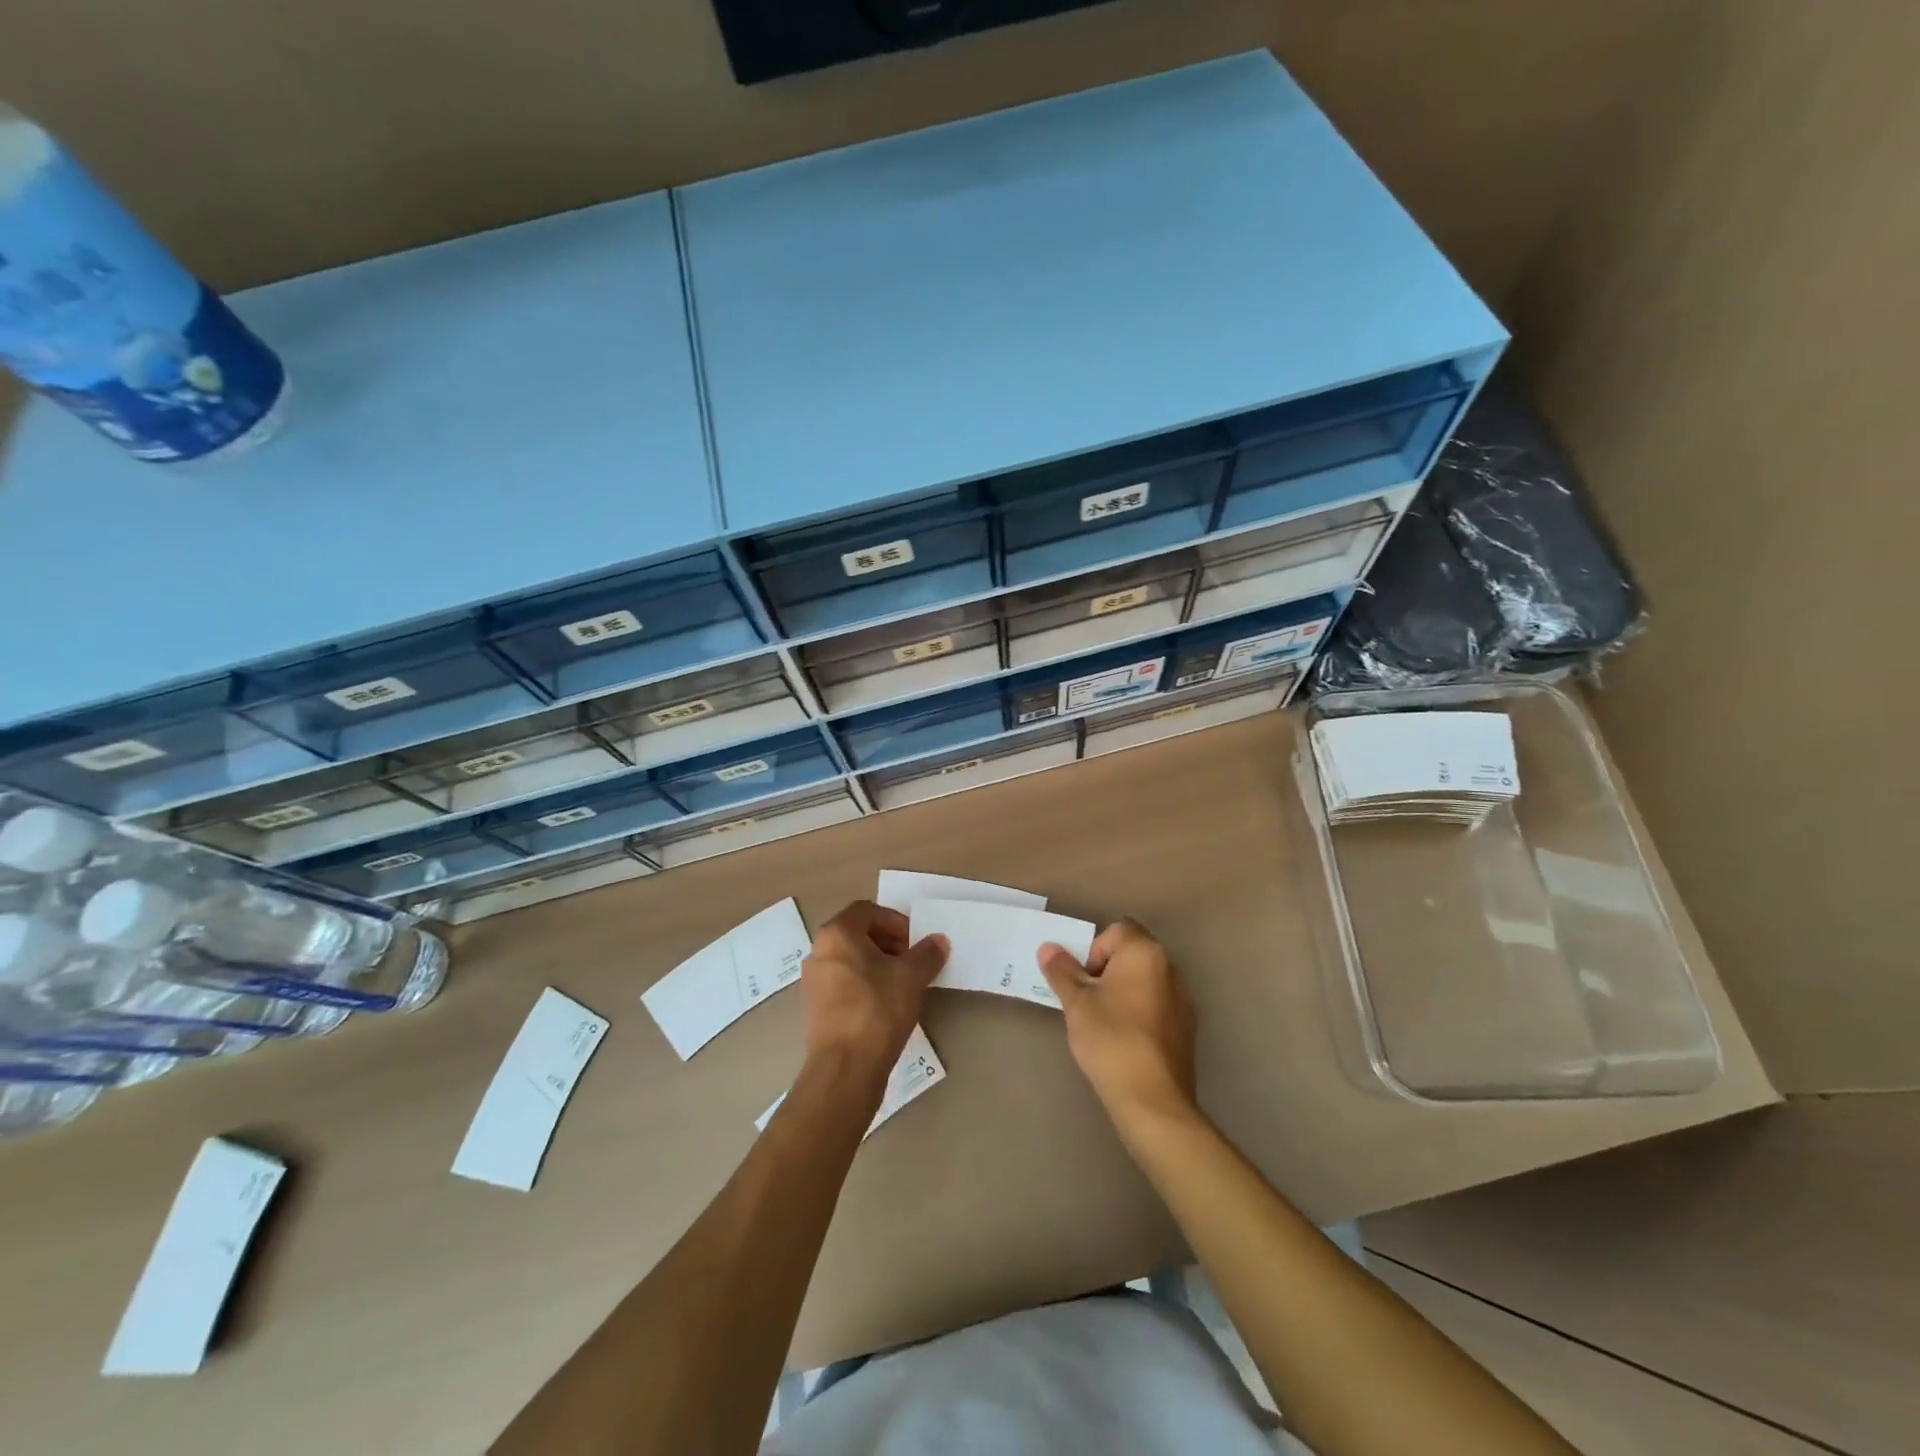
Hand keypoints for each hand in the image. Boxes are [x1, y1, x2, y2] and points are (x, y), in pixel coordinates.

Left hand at [802, 901, 947, 1075]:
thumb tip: (939, 940)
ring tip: (903, 984)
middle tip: (912, 962)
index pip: (868, 910)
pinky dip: (865, 984)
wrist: (845, 1068)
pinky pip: (844, 983)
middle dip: (888, 943)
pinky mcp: (816, 1008)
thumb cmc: (877, 1010)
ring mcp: (814, 981)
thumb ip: (927, 954)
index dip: (895, 921)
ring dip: (878, 964)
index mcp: (837, 934)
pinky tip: (885, 1005)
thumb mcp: (911, 977)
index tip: (915, 943)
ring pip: (851, 959)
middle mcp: (819, 951)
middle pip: (857, 933)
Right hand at [1038, 919, 1197, 1137]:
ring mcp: (1183, 998)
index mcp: (1144, 953)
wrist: (1152, 1099)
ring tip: (1106, 1022)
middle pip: (1133, 953)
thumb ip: (1062, 971)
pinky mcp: (1187, 1026)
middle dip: (1108, 970)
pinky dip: (1141, 1011)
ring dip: (1125, 990)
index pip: (1116, 930)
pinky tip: (1127, 1040)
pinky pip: (1158, 1004)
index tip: (1085, 982)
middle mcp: (1170, 967)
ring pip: (1145, 980)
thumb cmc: (1111, 1039)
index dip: (1094, 950)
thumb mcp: (1076, 1003)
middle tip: (1089, 1001)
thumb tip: (1049, 948)